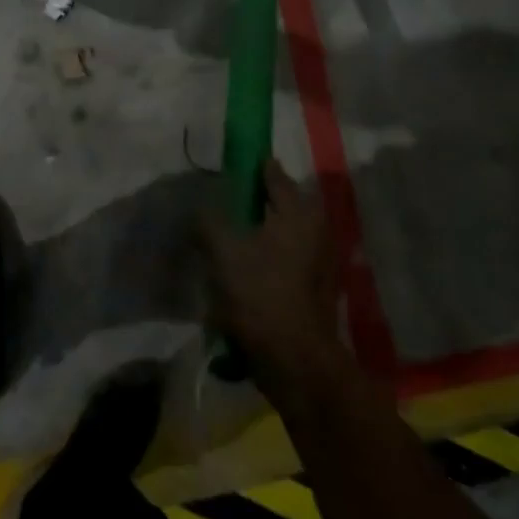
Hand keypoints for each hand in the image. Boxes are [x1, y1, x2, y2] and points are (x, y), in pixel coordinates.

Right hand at [202, 161, 348, 390]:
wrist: (294, 358)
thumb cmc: (260, 294)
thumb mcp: (224, 252)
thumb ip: (209, 222)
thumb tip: (199, 208)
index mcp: (299, 213)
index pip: (274, 175)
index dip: (253, 165)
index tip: (233, 159)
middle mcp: (316, 230)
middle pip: (282, 204)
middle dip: (256, 199)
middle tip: (227, 198)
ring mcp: (320, 261)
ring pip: (284, 232)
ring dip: (261, 230)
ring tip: (231, 232)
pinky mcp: (315, 287)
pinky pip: (287, 258)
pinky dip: (268, 254)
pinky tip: (245, 265)